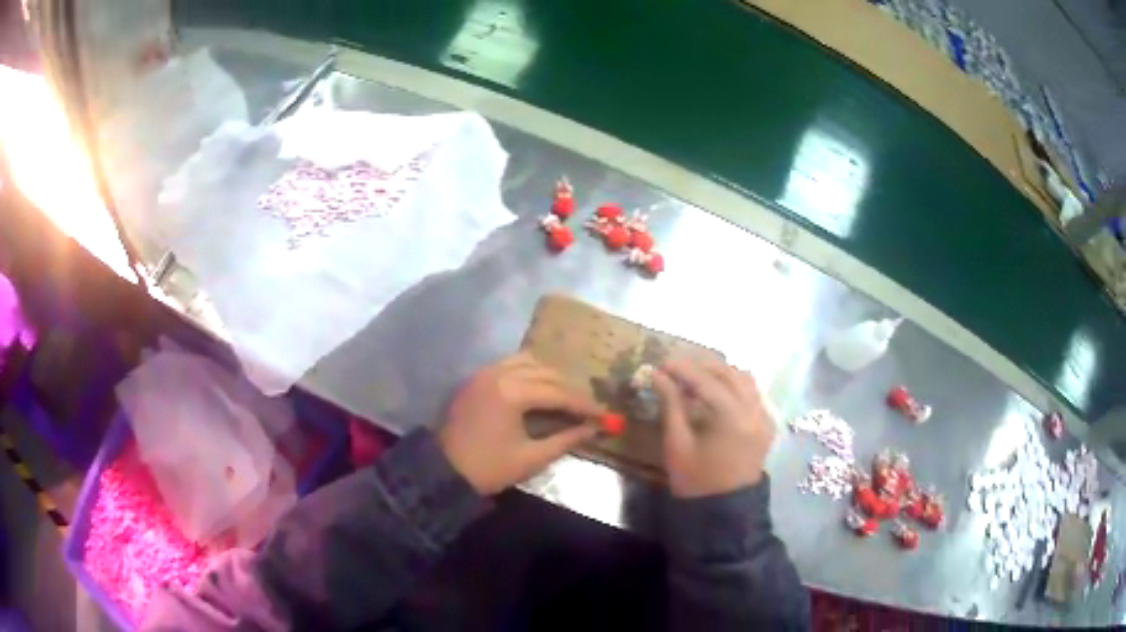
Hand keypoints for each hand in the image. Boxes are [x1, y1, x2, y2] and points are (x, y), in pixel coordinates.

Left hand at [438, 353, 602, 494]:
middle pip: (546, 372)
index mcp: (512, 393)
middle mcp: (499, 373)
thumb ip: (566, 440)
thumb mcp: (531, 458)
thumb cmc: (488, 468)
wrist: (442, 471)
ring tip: (564, 396)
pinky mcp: (475, 377)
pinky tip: (538, 388)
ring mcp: (484, 372)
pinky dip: (529, 372)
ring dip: (549, 376)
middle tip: (587, 407)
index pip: (559, 393)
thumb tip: (593, 429)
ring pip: (527, 361)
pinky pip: (509, 364)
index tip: (604, 414)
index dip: (584, 404)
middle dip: (569, 389)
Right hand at [652, 357, 775, 497]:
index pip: (707, 381)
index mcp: (733, 418)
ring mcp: (764, 417)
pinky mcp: (766, 424)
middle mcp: (755, 411)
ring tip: (694, 379)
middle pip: (729, 373)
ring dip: (719, 373)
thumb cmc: (695, 480)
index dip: (682, 369)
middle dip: (701, 366)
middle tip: (675, 369)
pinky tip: (716, 393)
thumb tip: (658, 376)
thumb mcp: (677, 444)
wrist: (724, 511)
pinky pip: (752, 393)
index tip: (661, 364)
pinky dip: (733, 385)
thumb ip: (670, 405)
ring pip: (744, 380)